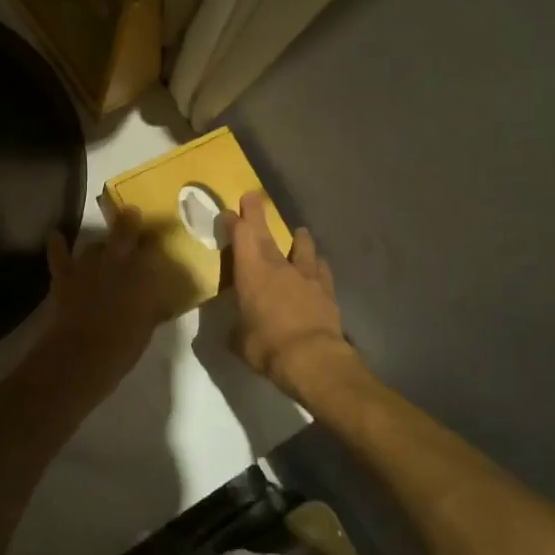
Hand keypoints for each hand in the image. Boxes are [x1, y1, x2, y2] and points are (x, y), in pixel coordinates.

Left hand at [25, 209, 191, 405]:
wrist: (83, 354)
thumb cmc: (123, 345)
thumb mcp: (147, 325)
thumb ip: (151, 306)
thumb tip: (156, 300)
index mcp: (143, 274)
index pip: (153, 248)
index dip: (155, 241)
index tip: (159, 237)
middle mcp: (117, 261)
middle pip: (125, 230)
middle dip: (129, 221)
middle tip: (132, 213)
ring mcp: (89, 264)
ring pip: (94, 245)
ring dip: (99, 245)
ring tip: (102, 248)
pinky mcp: (66, 274)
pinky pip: (59, 254)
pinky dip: (57, 244)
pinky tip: (55, 234)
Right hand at [219, 192, 363, 400]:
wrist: (313, 359)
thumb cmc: (267, 346)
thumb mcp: (239, 341)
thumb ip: (236, 330)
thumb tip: (236, 331)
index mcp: (251, 271)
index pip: (239, 234)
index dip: (232, 221)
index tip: (227, 214)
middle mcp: (278, 265)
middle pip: (266, 231)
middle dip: (256, 212)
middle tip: (253, 195)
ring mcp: (306, 275)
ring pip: (302, 246)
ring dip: (298, 238)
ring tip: (299, 233)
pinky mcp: (327, 289)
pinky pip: (323, 270)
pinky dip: (319, 266)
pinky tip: (320, 267)